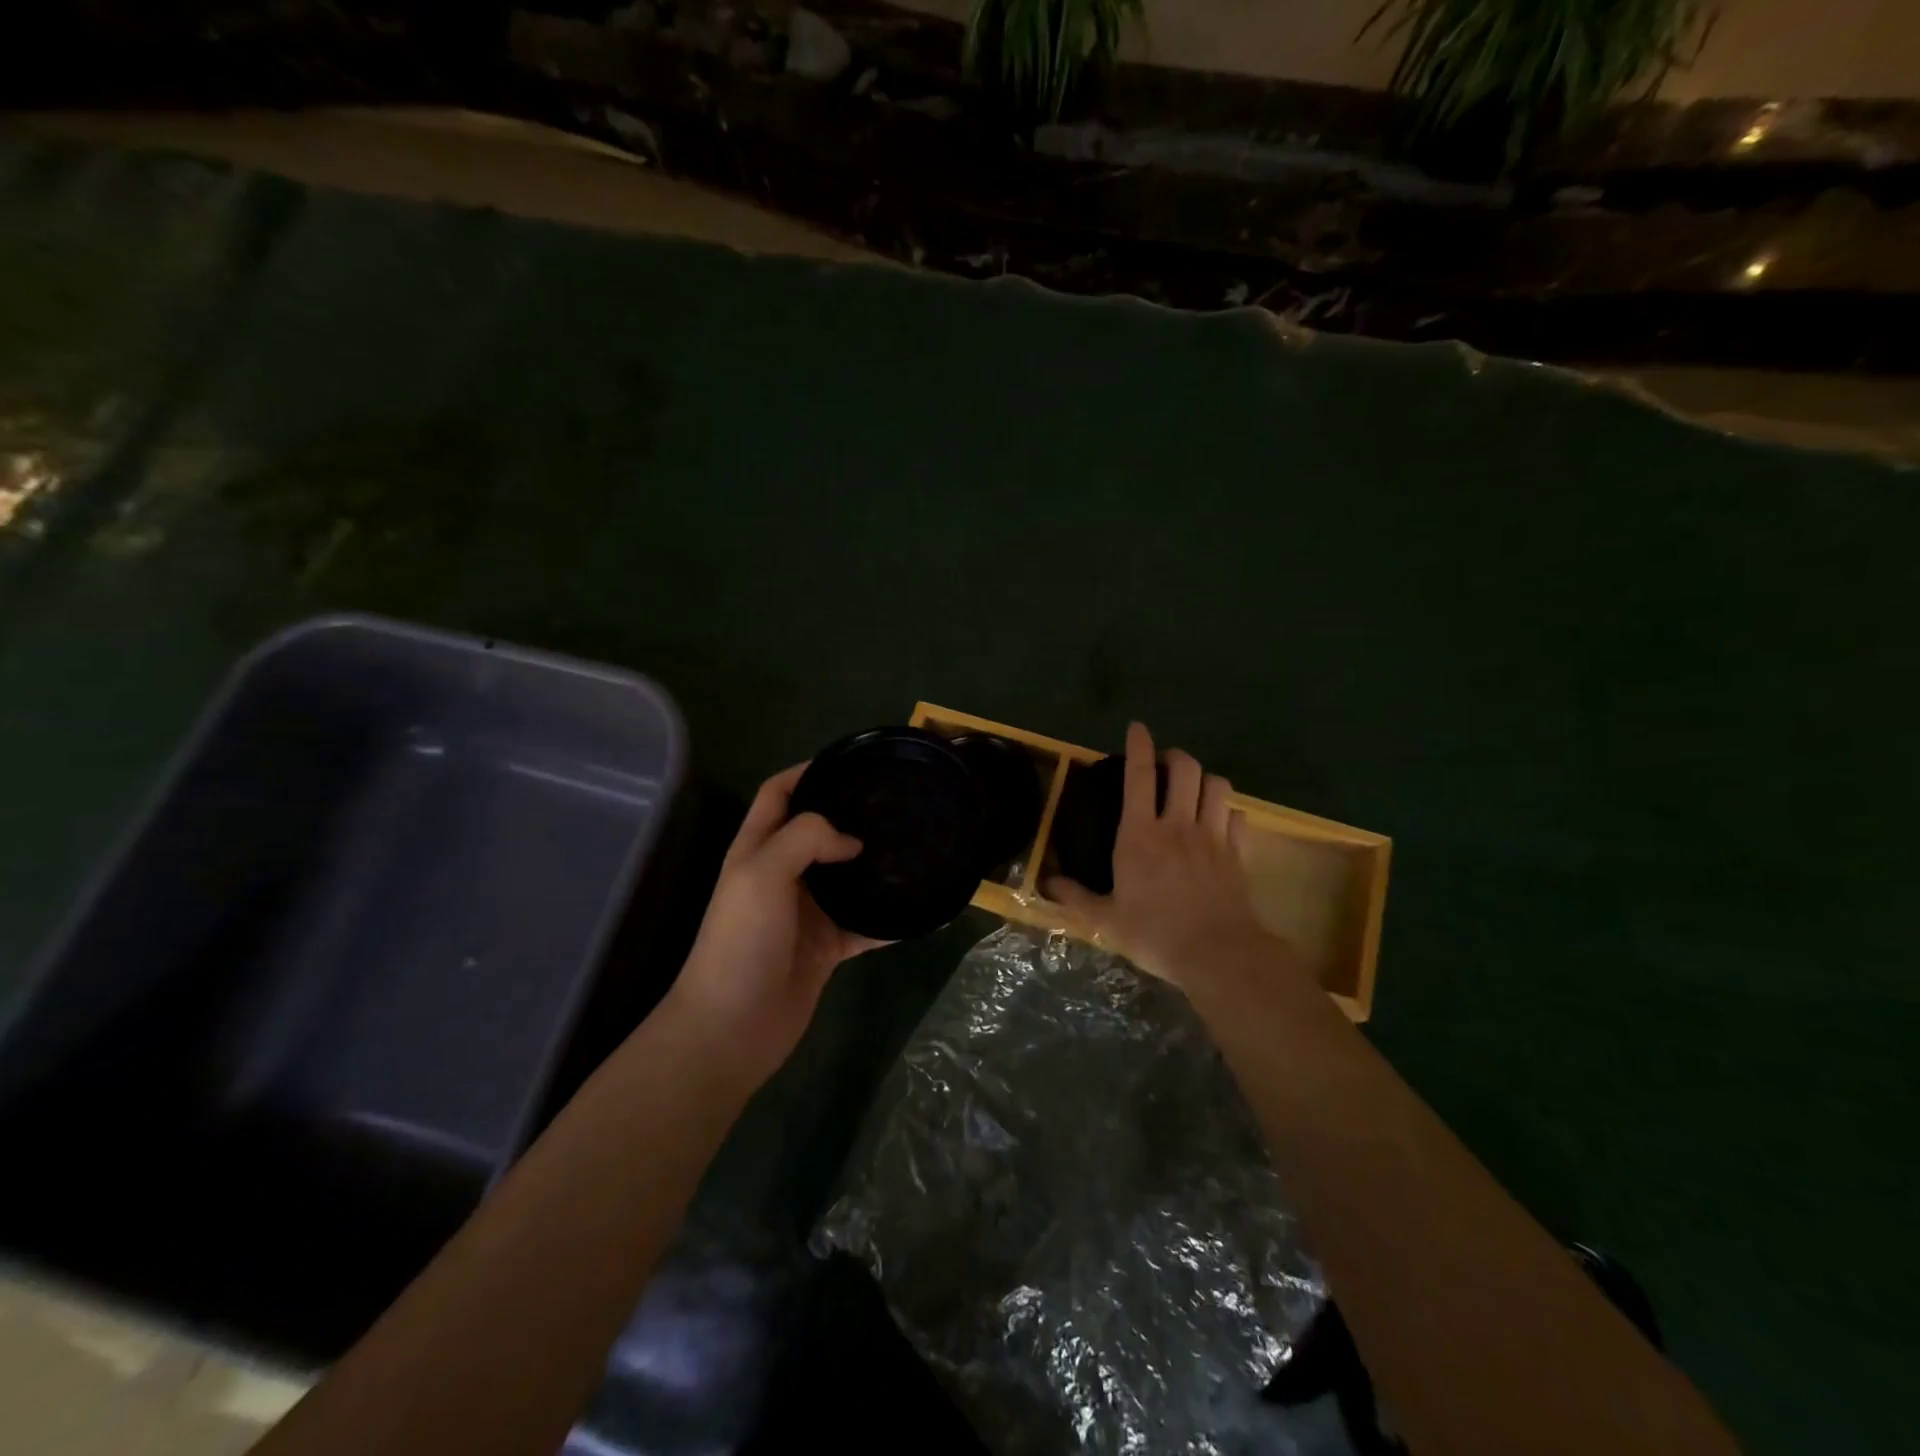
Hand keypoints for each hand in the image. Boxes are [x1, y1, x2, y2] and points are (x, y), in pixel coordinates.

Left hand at [666, 764, 886, 1088]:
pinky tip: (922, 909)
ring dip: (875, 864)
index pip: (778, 793)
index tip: (850, 761)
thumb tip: (853, 841)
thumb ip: (807, 838)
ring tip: (916, 846)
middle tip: (896, 803)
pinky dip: (890, 918)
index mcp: (758, 849)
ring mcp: (806, 913)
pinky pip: (866, 925)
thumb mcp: (763, 872)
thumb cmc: (741, 941)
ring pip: (847, 877)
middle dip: (851, 814)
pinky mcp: (827, 947)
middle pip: (818, 832)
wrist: (733, 1026)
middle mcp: (782, 874)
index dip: (806, 771)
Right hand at [1046, 723, 1284, 990]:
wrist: (1218, 954)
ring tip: (1193, 788)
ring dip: (1204, 779)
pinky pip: (1239, 818)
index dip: (1138, 746)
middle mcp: (1178, 825)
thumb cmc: (1155, 933)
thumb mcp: (1106, 921)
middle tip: (1165, 764)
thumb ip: (1076, 898)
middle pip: (1185, 769)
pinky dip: (1229, 812)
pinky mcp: (1238, 854)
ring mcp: (1213, 837)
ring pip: (1216, 786)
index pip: (1139, 775)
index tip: (1137, 727)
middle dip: (1175, 756)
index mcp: (1140, 835)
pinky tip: (1220, 821)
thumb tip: (1047, 883)